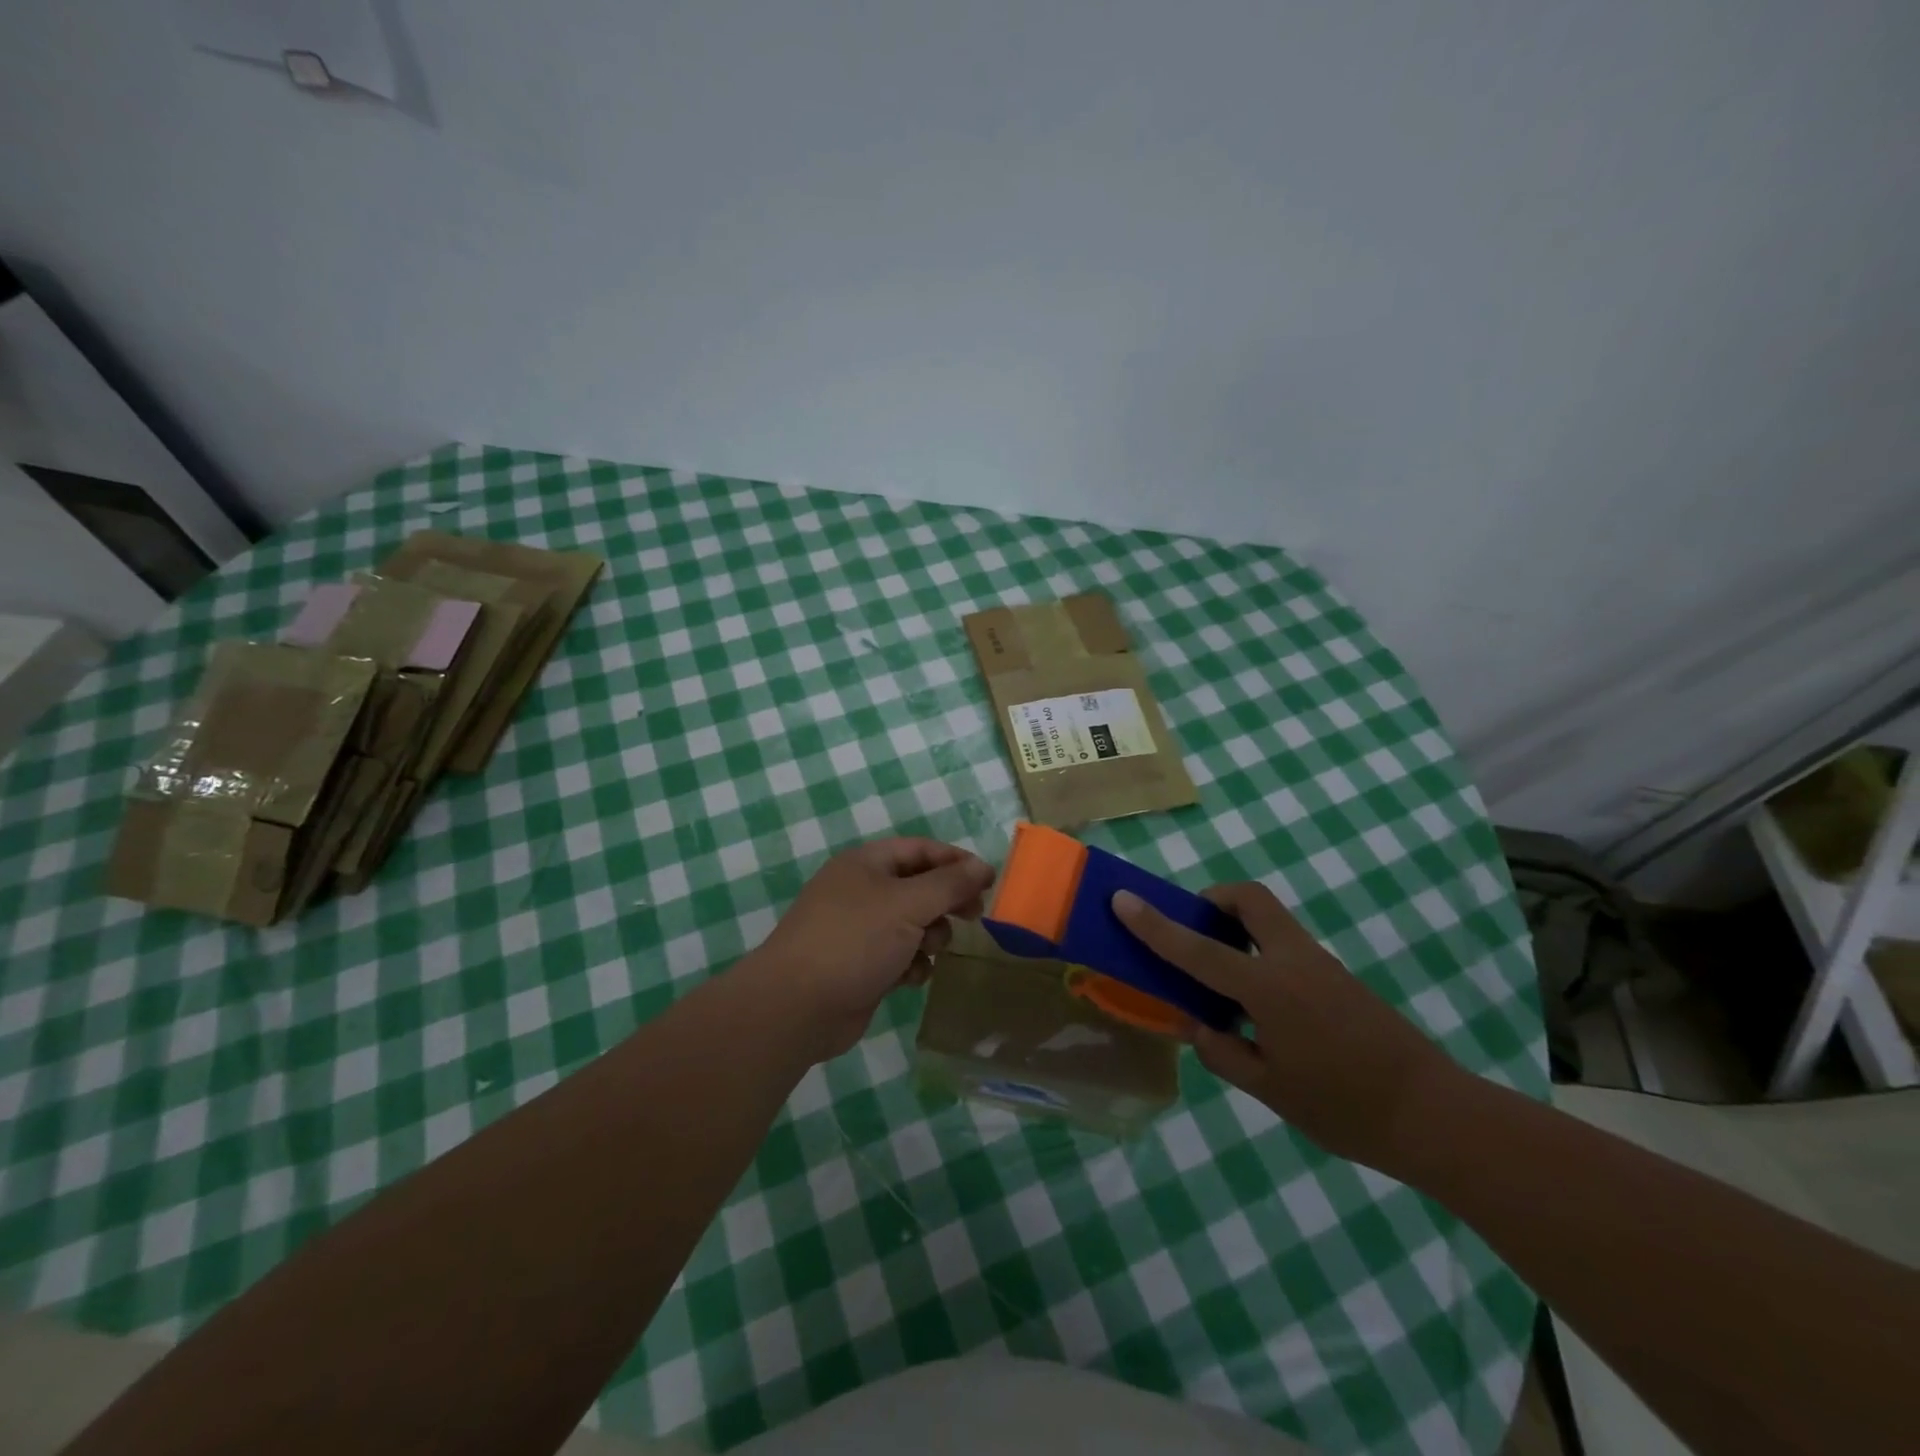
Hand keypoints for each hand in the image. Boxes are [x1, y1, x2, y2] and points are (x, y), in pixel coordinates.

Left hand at [748, 838, 994, 1061]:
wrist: (798, 1006)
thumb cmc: (854, 941)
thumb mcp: (908, 904)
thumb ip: (949, 884)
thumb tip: (982, 866)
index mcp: (866, 864)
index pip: (920, 849)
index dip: (956, 861)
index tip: (988, 880)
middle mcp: (862, 891)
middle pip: (919, 886)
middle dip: (947, 901)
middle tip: (974, 915)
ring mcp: (860, 930)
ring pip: (913, 923)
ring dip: (930, 936)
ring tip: (930, 949)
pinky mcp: (862, 966)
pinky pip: (900, 955)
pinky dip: (911, 964)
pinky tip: (910, 977)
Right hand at [1113, 882, 1459, 1169]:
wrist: (1435, 1115)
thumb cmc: (1345, 1108)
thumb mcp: (1270, 1090)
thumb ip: (1224, 1053)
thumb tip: (1202, 1029)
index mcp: (1268, 989)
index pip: (1197, 948)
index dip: (1154, 924)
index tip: (1122, 899)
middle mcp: (1292, 961)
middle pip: (1248, 898)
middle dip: (1212, 899)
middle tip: (1193, 929)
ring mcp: (1320, 964)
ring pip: (1268, 919)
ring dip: (1234, 927)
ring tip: (1220, 977)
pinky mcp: (1336, 977)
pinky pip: (1284, 944)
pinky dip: (1257, 952)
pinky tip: (1258, 1006)